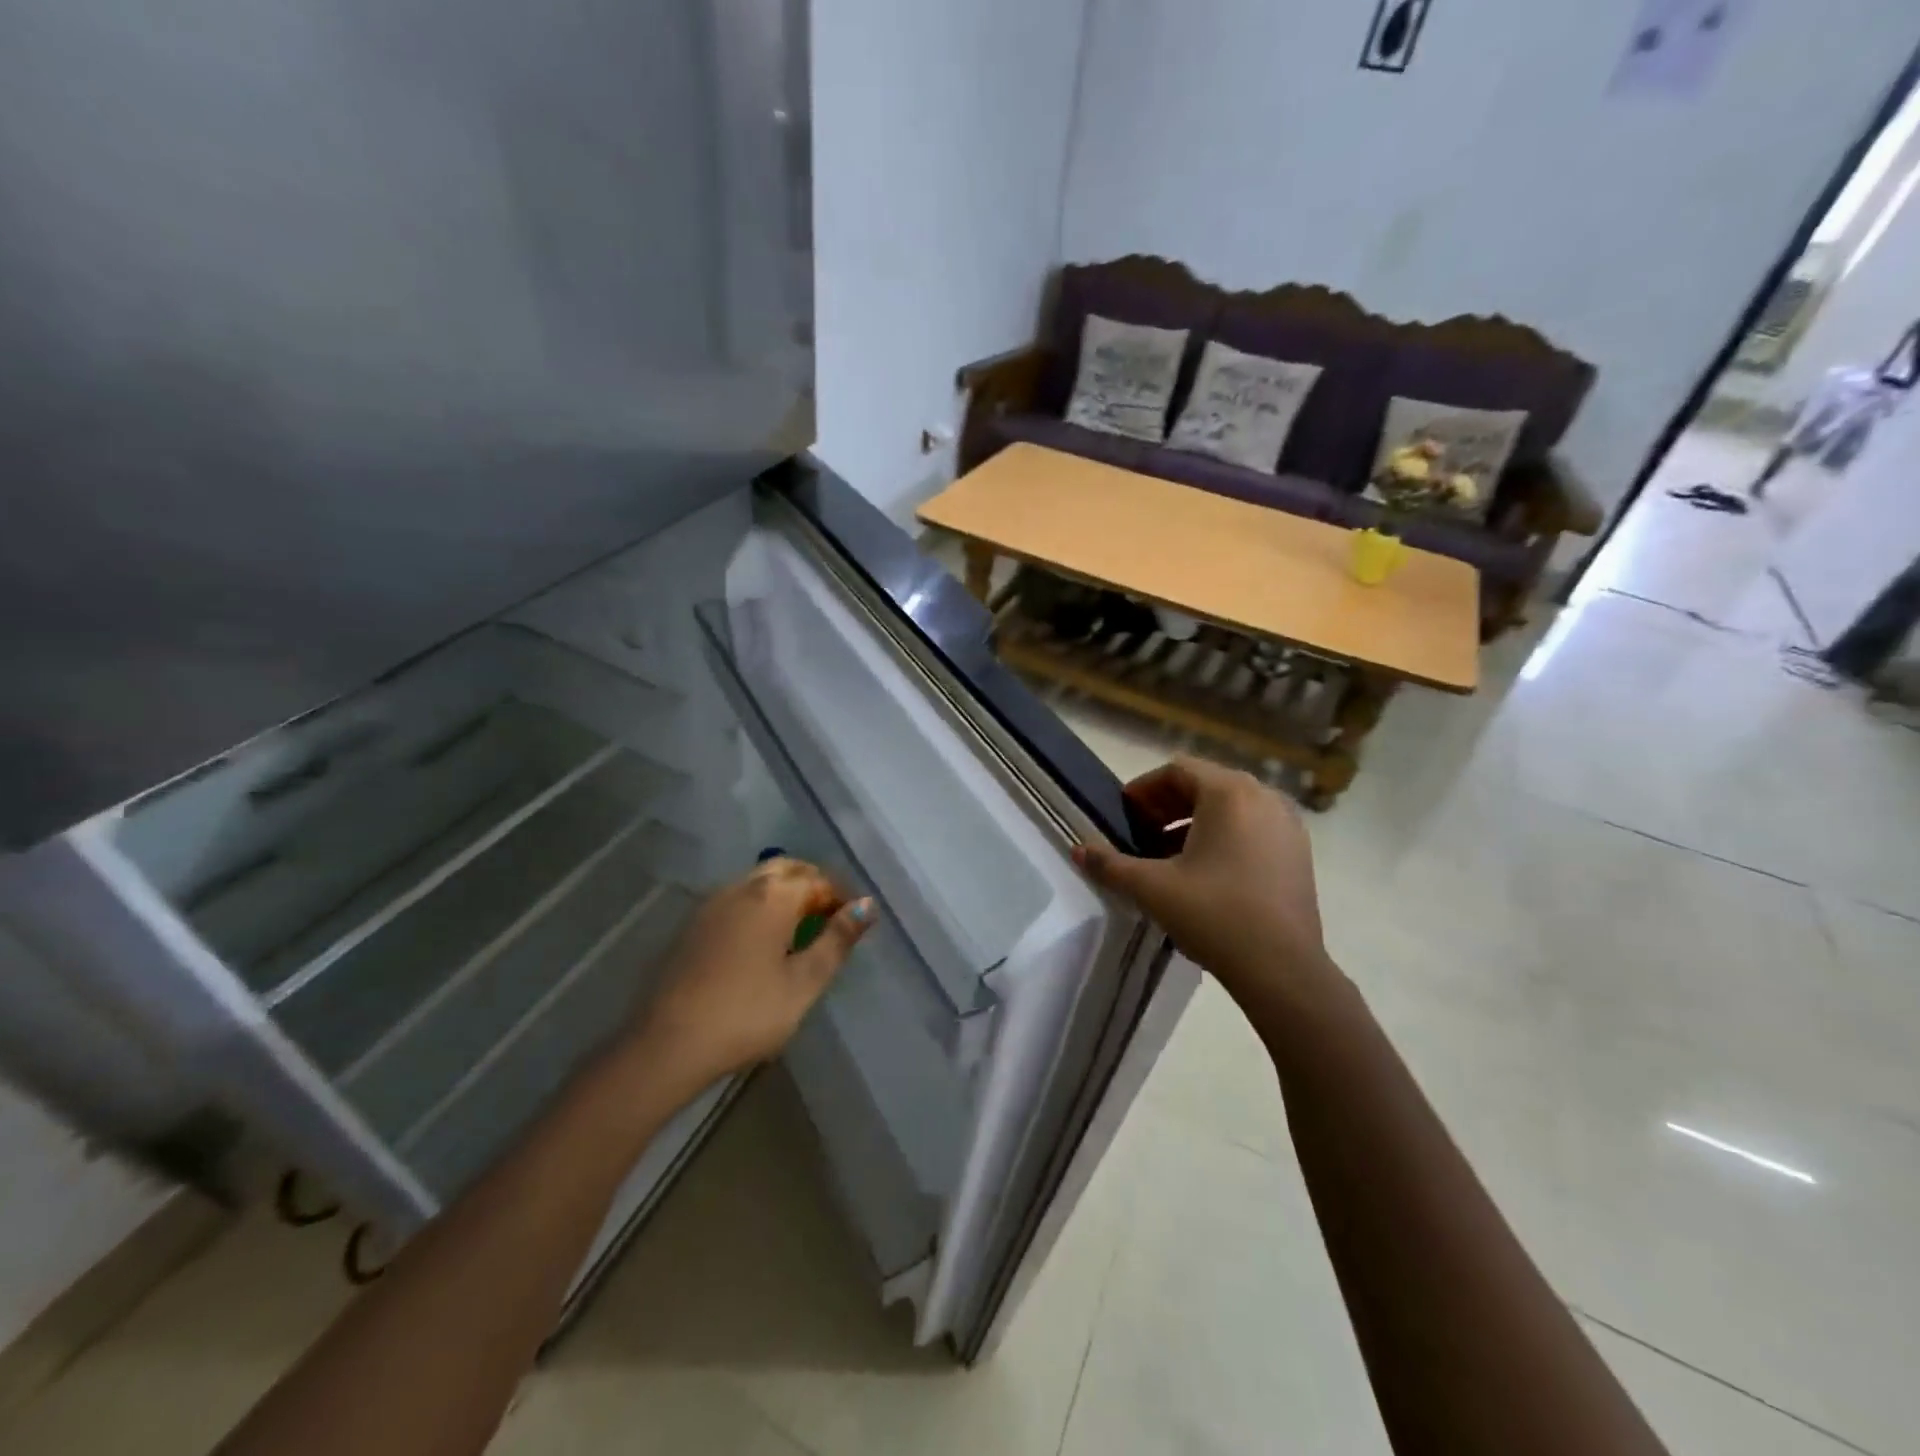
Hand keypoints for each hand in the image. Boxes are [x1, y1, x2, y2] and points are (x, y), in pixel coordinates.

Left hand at [626, 858, 873, 1094]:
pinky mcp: (692, 924)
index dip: (842, 898)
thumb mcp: (804, 982)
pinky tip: (761, 941)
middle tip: (830, 919)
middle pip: (786, 869)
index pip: (819, 880)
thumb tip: (867, 906)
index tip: (854, 924)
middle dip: (813, 885)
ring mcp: (712, 903)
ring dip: (784, 893)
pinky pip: (736, 899)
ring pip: (758, 881)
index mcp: (774, 895)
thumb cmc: (748, 1013)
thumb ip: (837, 940)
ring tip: (800, 930)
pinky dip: (759, 906)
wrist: (668, 1044)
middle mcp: (742, 887)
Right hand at [1074, 758, 1334, 1013]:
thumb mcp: (1152, 888)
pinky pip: (1253, 827)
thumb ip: (1110, 864)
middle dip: (1168, 806)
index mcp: (1229, 793)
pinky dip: (1225, 836)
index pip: (1177, 770)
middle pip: (1205, 785)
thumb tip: (1078, 850)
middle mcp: (1264, 797)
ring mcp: (1287, 824)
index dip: (1144, 789)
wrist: (1282, 969)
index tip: (1124, 816)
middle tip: (1141, 835)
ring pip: (1231, 807)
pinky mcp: (1298, 852)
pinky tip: (1206, 872)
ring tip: (1169, 856)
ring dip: (1195, 822)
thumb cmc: (1214, 915)